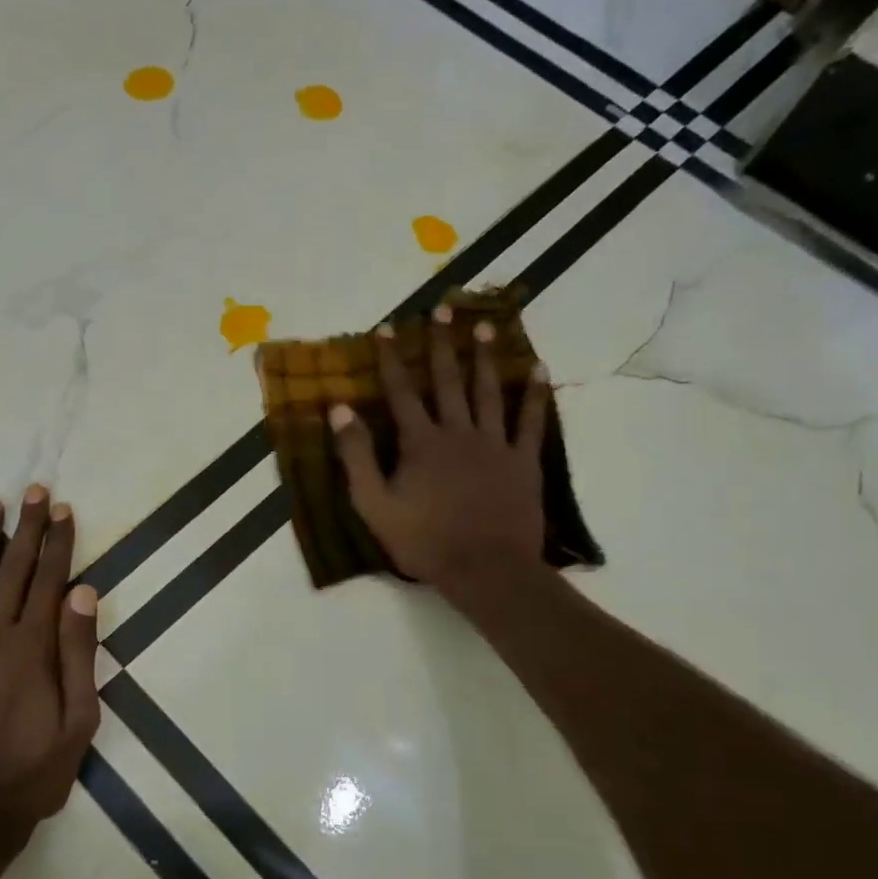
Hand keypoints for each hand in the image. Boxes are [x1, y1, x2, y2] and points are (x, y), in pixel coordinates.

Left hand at [0, 487, 100, 868]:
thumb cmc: (30, 774)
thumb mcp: (77, 723)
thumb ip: (79, 654)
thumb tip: (84, 593)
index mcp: (31, 649)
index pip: (49, 581)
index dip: (59, 543)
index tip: (64, 509)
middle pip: (12, 571)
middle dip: (26, 528)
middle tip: (33, 491)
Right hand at [330, 305, 551, 596]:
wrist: (485, 568)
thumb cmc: (423, 540)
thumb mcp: (374, 504)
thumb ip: (356, 455)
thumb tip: (339, 409)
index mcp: (420, 442)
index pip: (401, 391)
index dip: (391, 359)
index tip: (387, 327)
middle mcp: (458, 432)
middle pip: (448, 381)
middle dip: (443, 344)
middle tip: (443, 309)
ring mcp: (494, 444)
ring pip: (489, 392)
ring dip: (485, 358)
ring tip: (485, 326)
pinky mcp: (523, 461)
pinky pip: (531, 422)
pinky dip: (535, 395)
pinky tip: (538, 370)